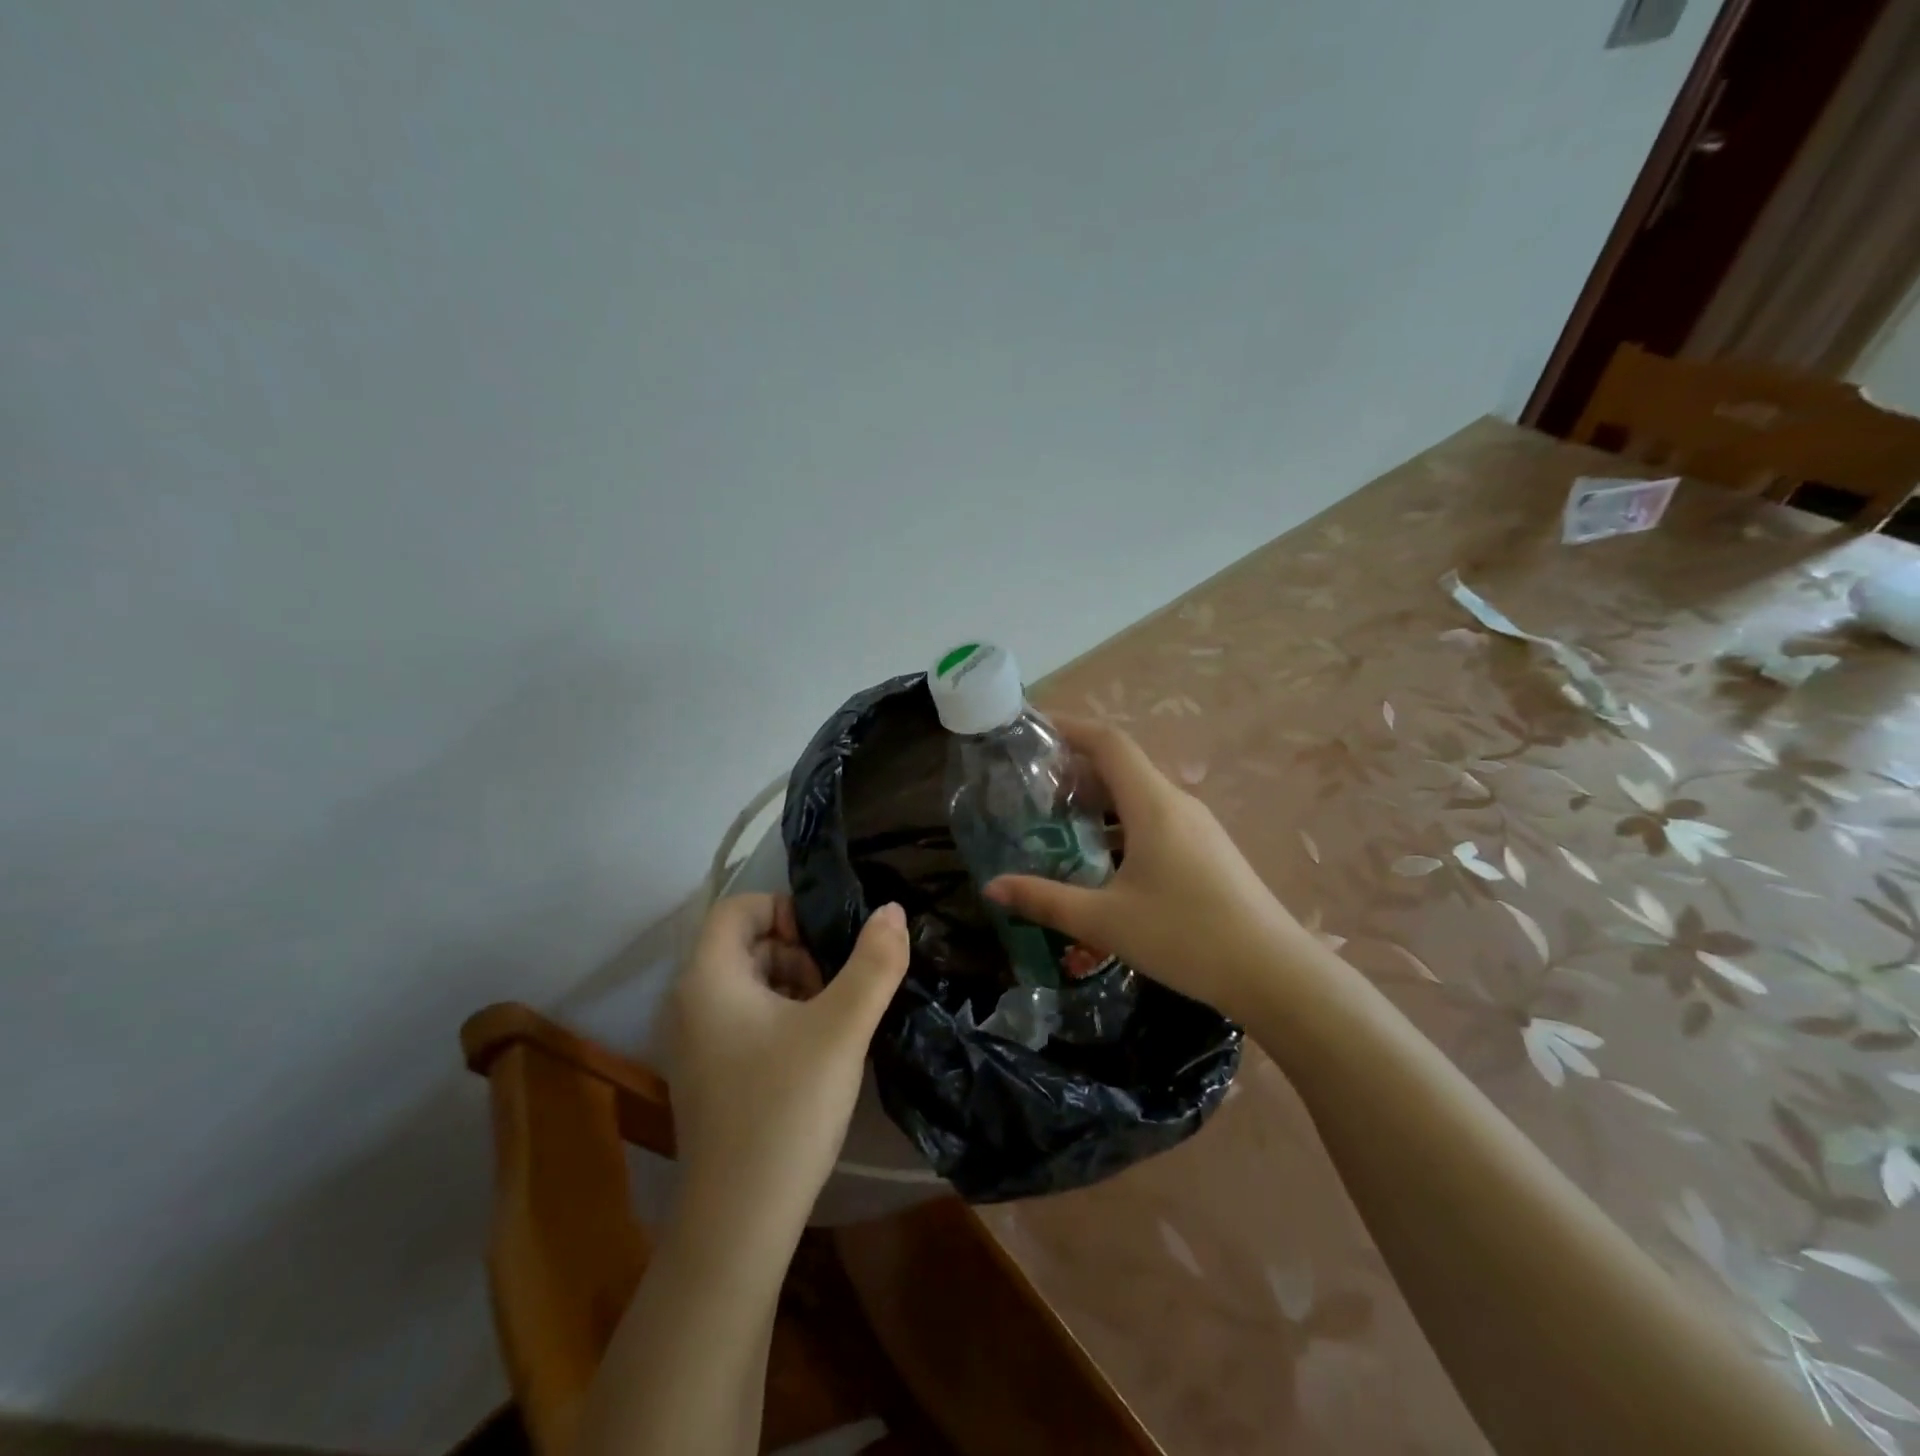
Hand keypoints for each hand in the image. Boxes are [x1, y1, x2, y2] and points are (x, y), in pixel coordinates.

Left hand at [666, 895, 908, 1236]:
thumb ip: (874, 963)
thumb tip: (892, 910)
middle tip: (836, 989)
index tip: (826, 945)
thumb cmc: (786, 1109)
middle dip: (797, 953)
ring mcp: (694, 1042)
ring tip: (832, 1023)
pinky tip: (813, 1054)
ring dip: (794, 986)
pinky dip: (780, 1019)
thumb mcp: (842, 1028)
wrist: (738, 1223)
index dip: (785, 910)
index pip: (739, 907)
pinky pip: (743, 1020)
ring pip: (748, 984)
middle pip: (746, 944)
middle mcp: (689, 1002)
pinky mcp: (707, 1074)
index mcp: (709, 978)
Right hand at [986, 718, 1307, 1021]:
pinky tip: (1103, 861)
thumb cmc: (1185, 936)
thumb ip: (1045, 900)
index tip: (1034, 728)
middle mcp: (1177, 804)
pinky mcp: (1208, 852)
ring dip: (1100, 801)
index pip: (1108, 743)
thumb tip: (991, 887)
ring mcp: (1198, 827)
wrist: (1274, 974)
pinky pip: (1156, 820)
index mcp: (1153, 804)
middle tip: (1032, 786)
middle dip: (1076, 768)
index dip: (1070, 727)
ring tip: (1059, 823)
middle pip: (1122, 766)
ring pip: (1140, 796)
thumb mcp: (1105, 921)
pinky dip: (1122, 825)